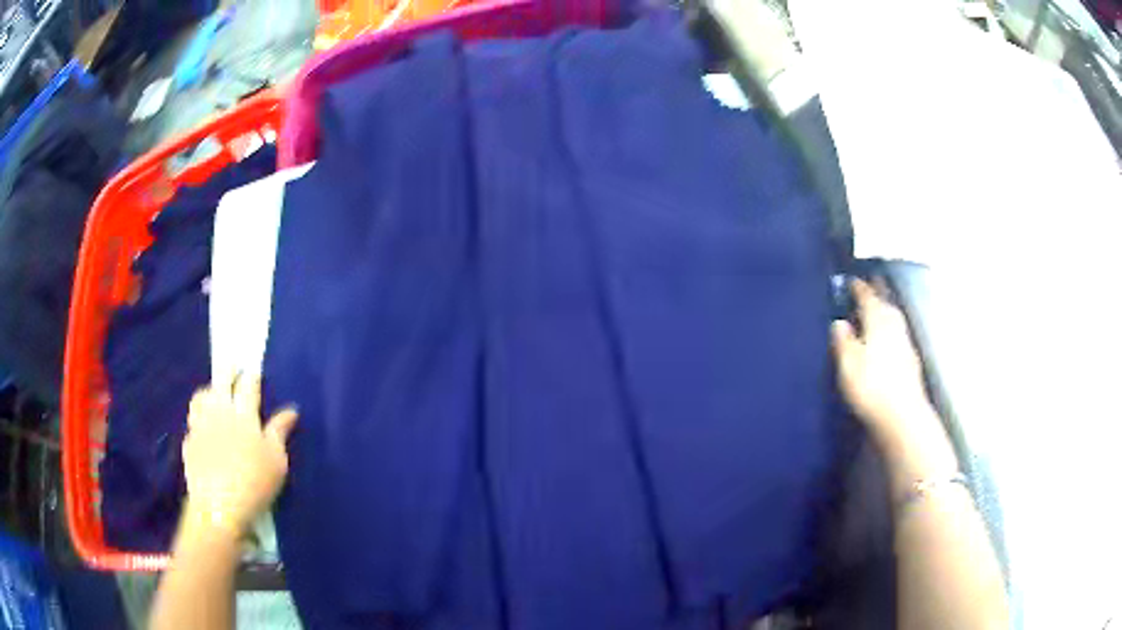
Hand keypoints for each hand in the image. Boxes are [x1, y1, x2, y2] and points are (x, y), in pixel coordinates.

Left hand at [182, 376, 297, 538]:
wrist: (219, 507)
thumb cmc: (255, 483)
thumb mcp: (276, 460)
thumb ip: (279, 432)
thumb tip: (291, 410)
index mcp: (244, 415)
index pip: (248, 385)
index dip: (252, 376)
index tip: (254, 372)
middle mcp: (220, 411)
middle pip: (221, 380)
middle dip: (228, 370)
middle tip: (233, 368)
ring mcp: (201, 424)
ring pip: (201, 396)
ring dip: (209, 391)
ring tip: (215, 395)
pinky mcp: (189, 441)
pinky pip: (193, 421)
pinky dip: (199, 418)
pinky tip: (204, 428)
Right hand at [831, 279, 935, 444]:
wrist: (903, 416)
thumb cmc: (871, 387)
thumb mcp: (848, 364)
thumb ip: (843, 340)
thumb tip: (839, 322)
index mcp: (877, 319)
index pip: (867, 296)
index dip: (858, 287)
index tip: (851, 279)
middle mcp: (894, 324)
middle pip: (885, 302)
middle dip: (877, 292)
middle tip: (868, 285)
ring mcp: (905, 341)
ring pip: (894, 316)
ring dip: (886, 309)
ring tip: (877, 307)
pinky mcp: (911, 359)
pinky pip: (898, 332)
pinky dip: (890, 328)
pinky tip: (887, 336)